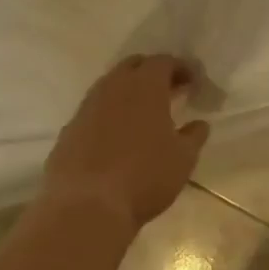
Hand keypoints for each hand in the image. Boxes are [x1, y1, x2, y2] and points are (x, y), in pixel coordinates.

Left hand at [41, 55, 210, 234]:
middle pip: (134, 65)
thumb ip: (194, 136)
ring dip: (128, 92)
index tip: (192, 82)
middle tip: (168, 91)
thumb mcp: (183, 158)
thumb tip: (199, 124)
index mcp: (145, 86)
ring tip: (143, 114)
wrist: (86, 207)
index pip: (164, 62)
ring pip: (110, 86)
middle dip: (152, 72)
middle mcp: (114, 87)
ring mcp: (87, 107)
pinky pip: (93, 111)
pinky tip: (116, 137)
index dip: (181, 68)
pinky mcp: (69, 130)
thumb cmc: (144, 176)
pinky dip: (109, 114)